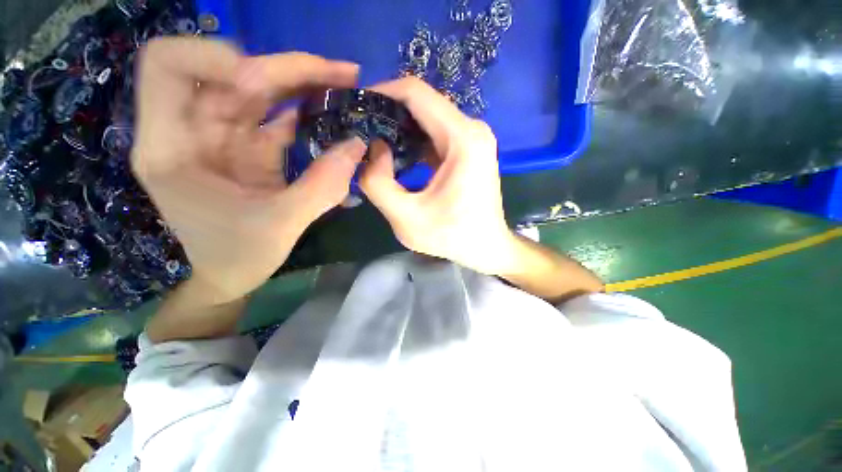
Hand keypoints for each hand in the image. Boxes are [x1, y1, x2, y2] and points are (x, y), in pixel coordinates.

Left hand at [132, 38, 365, 304]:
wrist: (232, 274)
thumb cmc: (238, 256)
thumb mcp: (281, 224)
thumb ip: (322, 186)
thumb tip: (357, 145)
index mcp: (172, 147)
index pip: (169, 66)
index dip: (212, 57)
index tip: (261, 80)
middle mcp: (193, 131)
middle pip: (233, 74)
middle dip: (287, 68)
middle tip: (343, 75)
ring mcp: (224, 138)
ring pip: (260, 92)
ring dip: (303, 84)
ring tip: (346, 86)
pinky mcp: (250, 149)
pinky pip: (277, 118)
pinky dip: (305, 111)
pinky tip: (333, 112)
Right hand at [359, 78, 517, 274]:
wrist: (486, 247)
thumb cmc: (452, 237)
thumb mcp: (407, 219)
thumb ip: (378, 183)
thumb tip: (373, 149)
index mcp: (462, 139)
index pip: (416, 93)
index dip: (382, 93)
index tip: (357, 106)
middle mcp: (472, 129)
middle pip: (422, 103)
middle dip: (388, 112)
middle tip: (360, 129)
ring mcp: (473, 138)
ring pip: (428, 118)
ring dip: (400, 127)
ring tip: (374, 144)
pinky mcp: (469, 150)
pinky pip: (436, 134)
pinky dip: (413, 140)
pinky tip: (397, 157)